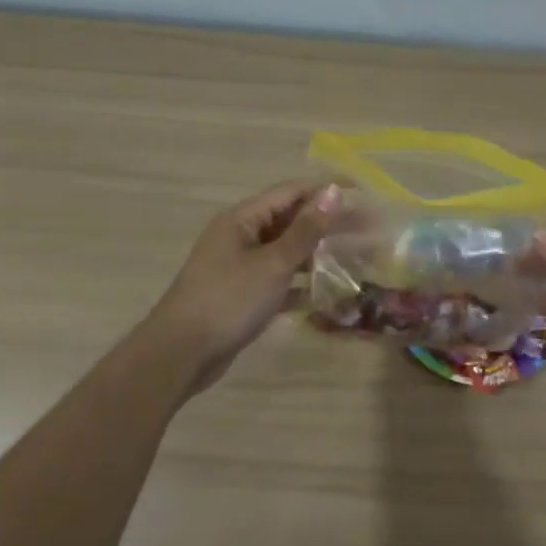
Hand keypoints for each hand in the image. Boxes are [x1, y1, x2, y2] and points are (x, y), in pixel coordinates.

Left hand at [145, 179, 344, 393]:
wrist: (180, 355)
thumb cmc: (228, 300)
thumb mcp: (272, 264)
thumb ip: (305, 230)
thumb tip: (332, 192)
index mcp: (242, 219)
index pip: (291, 192)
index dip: (326, 190)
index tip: (362, 196)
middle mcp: (240, 235)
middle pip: (290, 220)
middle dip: (326, 223)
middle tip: (366, 230)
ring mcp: (239, 266)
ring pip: (285, 251)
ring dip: (316, 253)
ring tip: (353, 258)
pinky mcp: (241, 295)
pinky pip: (277, 280)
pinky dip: (299, 283)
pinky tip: (326, 294)